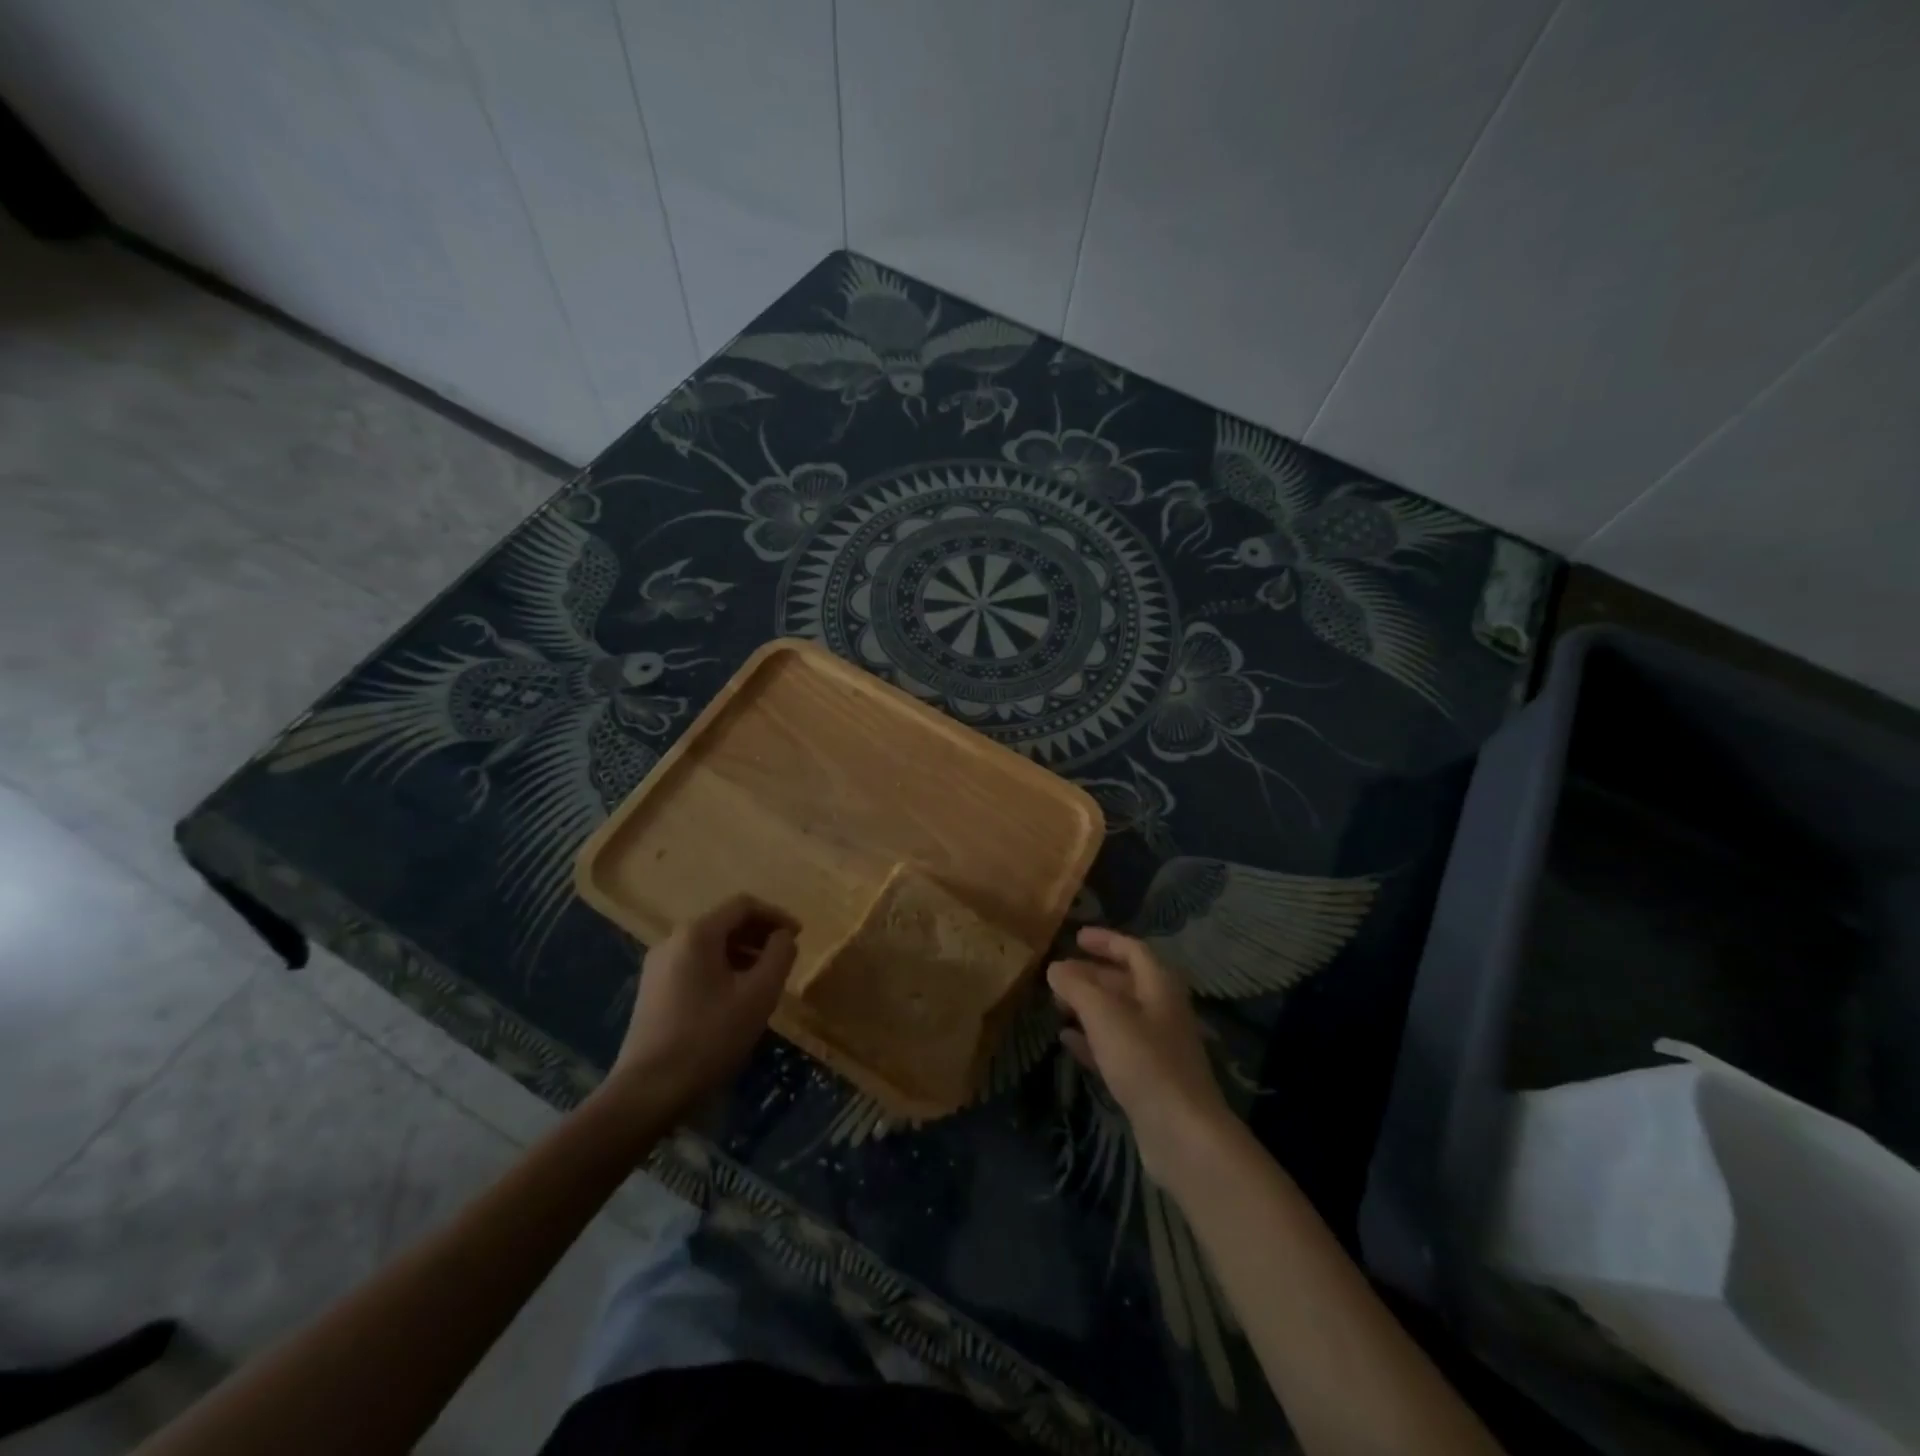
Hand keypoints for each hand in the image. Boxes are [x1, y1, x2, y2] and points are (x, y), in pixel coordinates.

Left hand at [607, 894, 797, 1116]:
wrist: (648, 1091)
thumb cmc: (710, 1038)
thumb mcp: (759, 995)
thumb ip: (779, 956)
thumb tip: (784, 937)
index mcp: (697, 934)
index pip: (743, 906)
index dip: (776, 915)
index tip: (799, 936)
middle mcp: (673, 941)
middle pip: (724, 923)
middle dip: (759, 935)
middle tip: (785, 957)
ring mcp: (658, 967)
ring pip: (709, 946)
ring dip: (742, 954)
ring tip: (765, 979)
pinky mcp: (652, 992)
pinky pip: (695, 966)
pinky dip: (722, 970)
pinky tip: (735, 998)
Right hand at [1048, 926, 1234, 1183]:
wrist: (1182, 1134)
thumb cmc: (1145, 1061)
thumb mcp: (1104, 1015)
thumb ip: (1077, 987)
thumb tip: (1055, 967)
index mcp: (1160, 987)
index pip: (1133, 950)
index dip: (1105, 941)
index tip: (1076, 937)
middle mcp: (1162, 1012)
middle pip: (1125, 983)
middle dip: (1091, 975)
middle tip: (1058, 974)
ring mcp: (1157, 1048)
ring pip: (1118, 1016)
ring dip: (1088, 1007)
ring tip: (1056, 1004)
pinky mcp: (1148, 1079)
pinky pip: (1115, 1048)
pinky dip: (1091, 1039)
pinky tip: (1066, 1040)